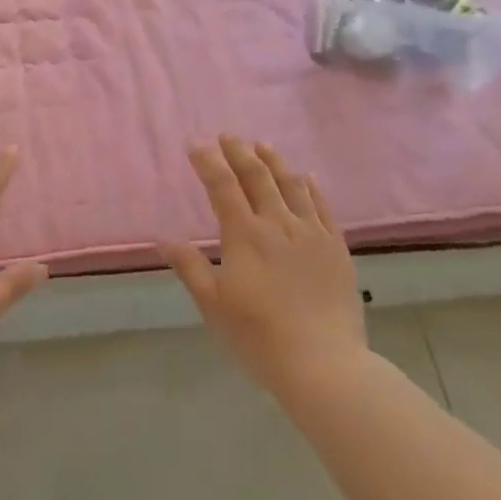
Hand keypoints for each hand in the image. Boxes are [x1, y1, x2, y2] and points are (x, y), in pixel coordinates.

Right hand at [161, 136, 366, 393]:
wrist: (324, 364)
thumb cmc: (259, 337)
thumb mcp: (213, 305)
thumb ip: (190, 268)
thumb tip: (164, 239)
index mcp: (245, 235)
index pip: (222, 186)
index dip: (208, 162)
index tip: (196, 144)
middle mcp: (278, 224)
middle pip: (257, 176)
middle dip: (240, 152)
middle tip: (228, 136)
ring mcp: (312, 234)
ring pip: (292, 185)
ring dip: (274, 161)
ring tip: (262, 145)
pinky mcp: (337, 248)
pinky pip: (323, 207)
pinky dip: (311, 187)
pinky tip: (306, 177)